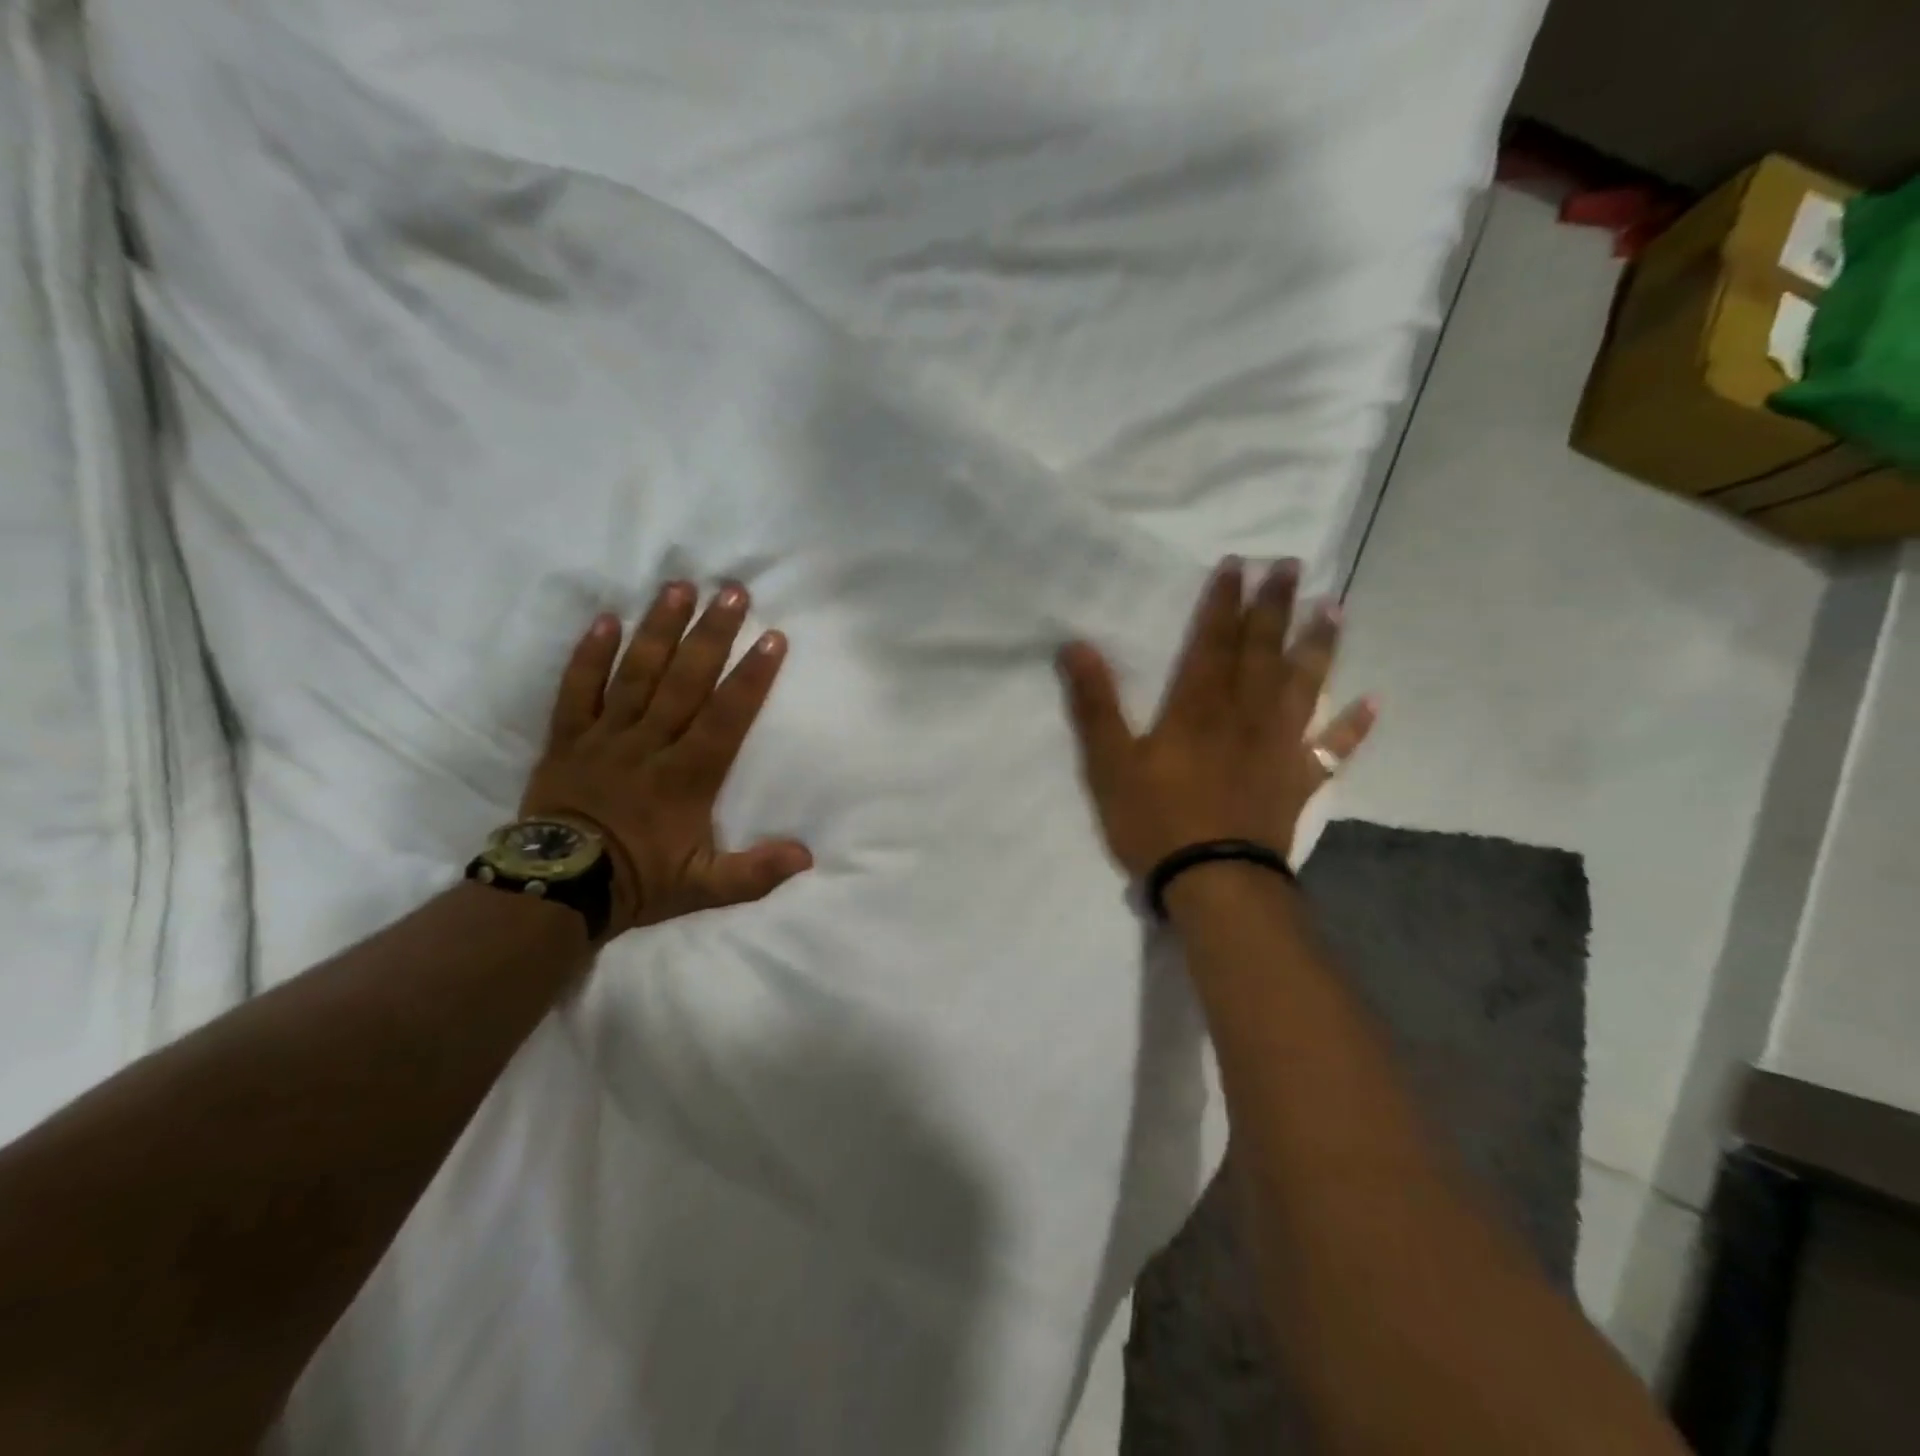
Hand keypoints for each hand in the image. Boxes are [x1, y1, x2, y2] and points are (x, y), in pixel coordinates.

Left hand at [521, 581, 811, 936]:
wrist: (557, 890)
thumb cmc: (638, 882)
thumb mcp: (705, 888)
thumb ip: (755, 873)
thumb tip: (807, 856)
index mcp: (688, 775)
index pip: (727, 716)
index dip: (752, 675)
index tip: (772, 637)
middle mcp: (650, 744)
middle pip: (685, 680)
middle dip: (711, 634)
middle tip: (731, 591)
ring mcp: (606, 736)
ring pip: (636, 673)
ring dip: (659, 629)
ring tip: (678, 587)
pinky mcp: (568, 738)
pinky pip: (577, 689)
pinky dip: (590, 654)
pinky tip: (606, 619)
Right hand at [1056, 557, 1376, 878]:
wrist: (1214, 881)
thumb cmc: (1156, 820)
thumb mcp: (1110, 763)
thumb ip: (1095, 704)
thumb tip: (1076, 645)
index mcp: (1199, 707)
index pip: (1213, 641)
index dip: (1223, 602)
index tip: (1239, 564)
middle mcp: (1246, 714)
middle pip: (1263, 651)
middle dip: (1274, 607)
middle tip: (1292, 566)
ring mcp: (1278, 746)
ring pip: (1304, 686)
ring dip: (1319, 647)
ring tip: (1335, 609)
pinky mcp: (1297, 780)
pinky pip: (1332, 749)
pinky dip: (1355, 727)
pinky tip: (1374, 703)